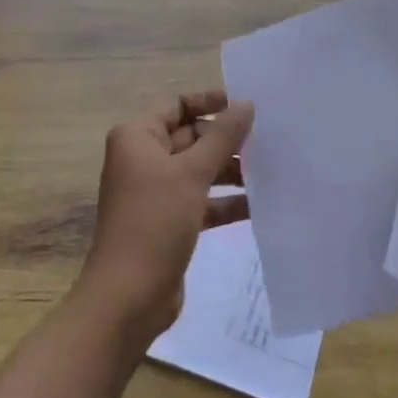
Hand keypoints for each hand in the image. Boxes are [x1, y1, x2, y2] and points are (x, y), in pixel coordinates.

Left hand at [78, 90, 253, 338]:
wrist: (128, 297)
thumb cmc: (155, 222)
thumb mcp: (192, 173)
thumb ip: (222, 137)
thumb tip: (246, 104)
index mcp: (137, 137)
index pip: (175, 104)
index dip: (209, 101)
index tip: (246, 105)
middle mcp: (143, 159)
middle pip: (189, 136)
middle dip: (225, 139)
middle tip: (267, 139)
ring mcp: (155, 192)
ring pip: (198, 169)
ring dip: (229, 169)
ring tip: (269, 170)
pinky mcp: (168, 221)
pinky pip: (200, 200)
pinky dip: (225, 200)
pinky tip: (258, 204)